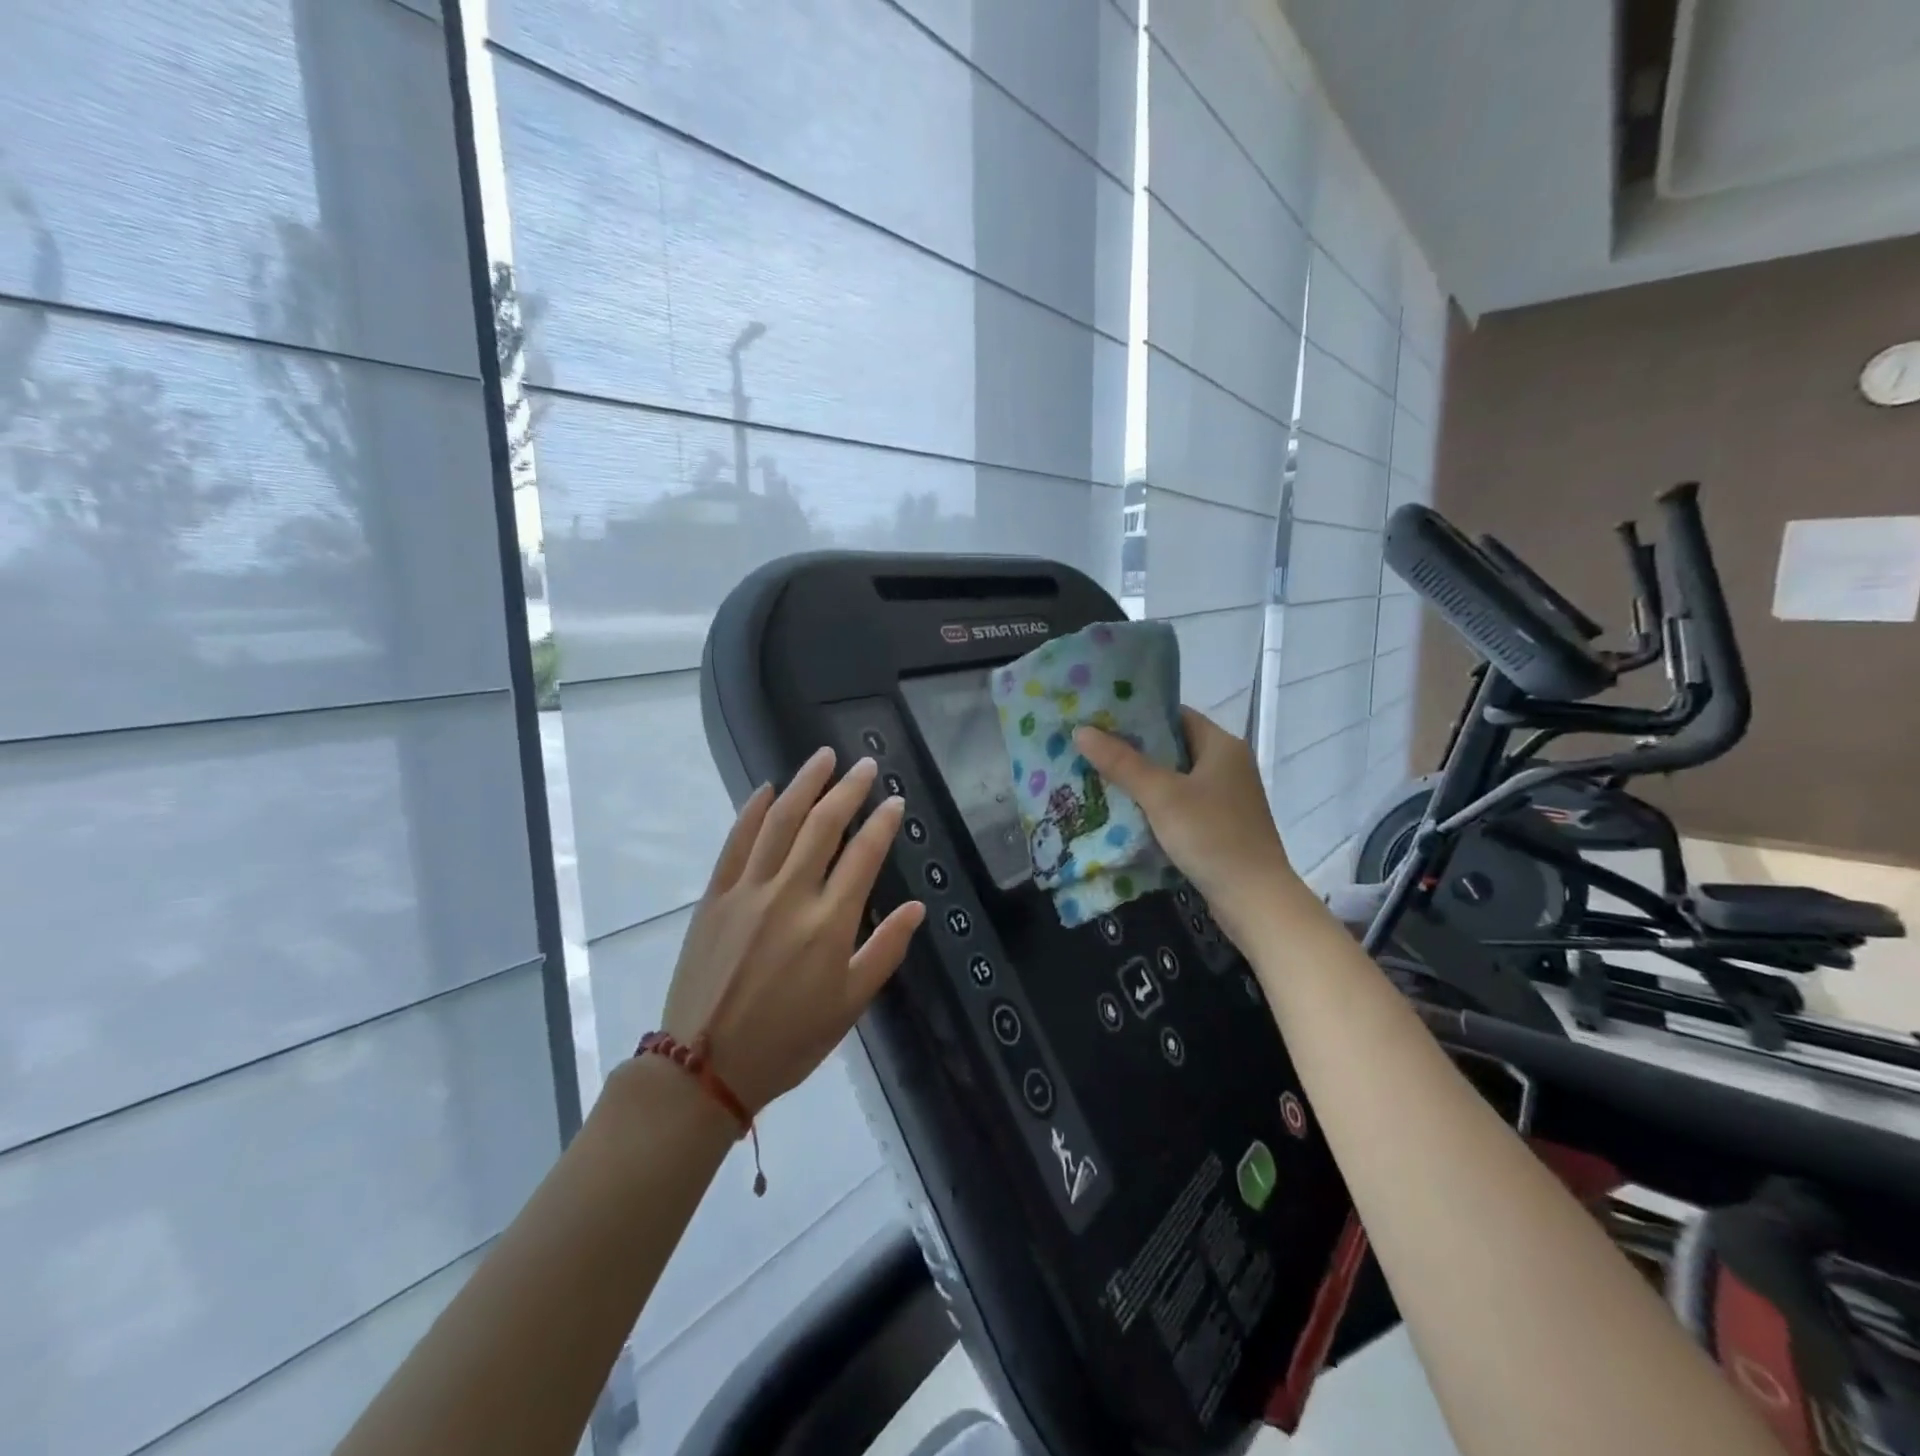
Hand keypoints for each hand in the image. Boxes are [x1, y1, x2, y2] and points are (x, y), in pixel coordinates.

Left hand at [660, 748, 925, 1114]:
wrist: (704, 1068)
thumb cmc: (788, 1041)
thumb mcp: (849, 1005)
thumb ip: (885, 951)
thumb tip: (916, 908)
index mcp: (829, 923)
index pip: (864, 855)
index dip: (883, 823)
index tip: (895, 801)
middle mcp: (790, 894)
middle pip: (824, 826)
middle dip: (848, 790)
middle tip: (865, 765)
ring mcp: (748, 891)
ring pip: (780, 822)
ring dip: (804, 785)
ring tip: (822, 758)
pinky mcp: (715, 896)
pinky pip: (735, 842)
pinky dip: (752, 811)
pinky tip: (767, 789)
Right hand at [1074, 708, 1303, 944]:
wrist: (1254, 900)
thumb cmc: (1211, 836)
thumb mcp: (1161, 796)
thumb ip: (1121, 762)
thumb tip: (1081, 730)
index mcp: (1222, 745)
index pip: (1175, 715)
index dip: (1138, 714)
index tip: (1100, 718)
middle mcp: (1228, 765)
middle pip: (1173, 746)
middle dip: (1133, 748)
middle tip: (1091, 747)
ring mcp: (1226, 797)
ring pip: (1175, 777)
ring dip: (1141, 778)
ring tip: (1098, 775)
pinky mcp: (1220, 824)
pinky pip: (1180, 802)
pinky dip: (1155, 803)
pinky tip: (1125, 809)